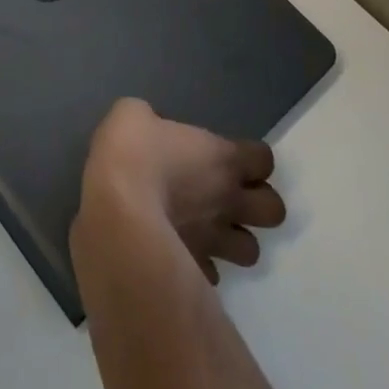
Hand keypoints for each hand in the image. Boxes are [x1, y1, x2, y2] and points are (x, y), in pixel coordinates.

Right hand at [75, 99, 286, 283]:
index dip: (252, 157)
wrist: (114, 213)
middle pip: (274, 211)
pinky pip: (211, 274)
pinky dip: (203, 266)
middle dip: (258, 204)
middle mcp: (228, 200)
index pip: (264, 159)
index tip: (231, 155)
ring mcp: (214, 241)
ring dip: (235, 240)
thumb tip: (147, 125)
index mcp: (222, 158)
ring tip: (212, 231)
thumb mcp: (131, 114)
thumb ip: (150, 119)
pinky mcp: (193, 271)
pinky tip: (183, 254)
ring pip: (251, 251)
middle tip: (230, 196)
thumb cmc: (131, 154)